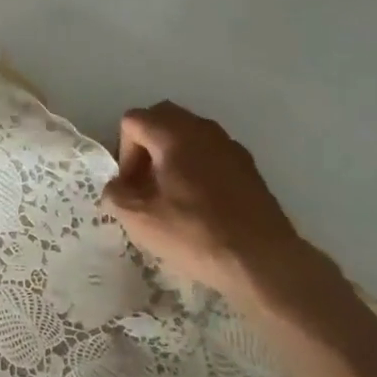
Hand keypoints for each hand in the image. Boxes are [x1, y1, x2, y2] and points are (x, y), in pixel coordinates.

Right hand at [100, 102, 319, 310]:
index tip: (131, 187)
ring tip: (171, 195)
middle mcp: (203, 129)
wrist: (261, 259)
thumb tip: (118, 186)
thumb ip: (116, 194)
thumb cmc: (194, 232)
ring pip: (189, 134)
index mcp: (174, 134)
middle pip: (162, 118)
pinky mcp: (249, 167)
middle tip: (145, 184)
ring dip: (172, 155)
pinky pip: (211, 153)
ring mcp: (230, 146)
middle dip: (146, 145)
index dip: (123, 152)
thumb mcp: (138, 219)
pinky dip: (197, 167)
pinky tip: (200, 205)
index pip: (133, 120)